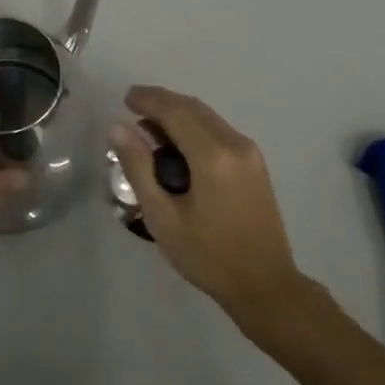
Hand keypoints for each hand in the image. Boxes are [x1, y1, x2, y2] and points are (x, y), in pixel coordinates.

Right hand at [109, 85, 309, 327]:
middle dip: (162, 101)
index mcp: (212, 155)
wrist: (266, 285)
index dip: (149, 99)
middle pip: (194, 107)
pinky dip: (195, 127)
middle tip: (133, 106)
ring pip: (208, 117)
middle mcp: (235, 144)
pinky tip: (178, 144)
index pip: (175, 111)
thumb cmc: (208, 256)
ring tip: (150, 126)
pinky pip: (219, 131)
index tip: (126, 98)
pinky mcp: (255, 164)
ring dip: (179, 113)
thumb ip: (139, 168)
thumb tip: (118, 128)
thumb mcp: (163, 217)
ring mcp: (250, 152)